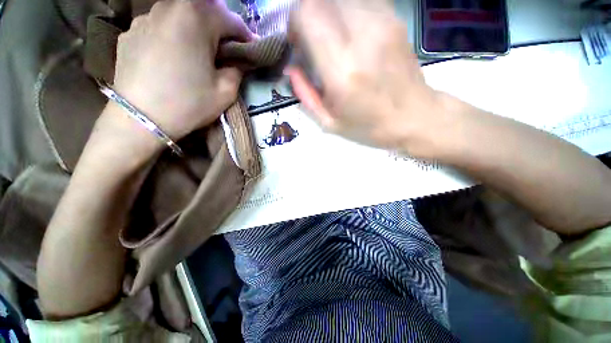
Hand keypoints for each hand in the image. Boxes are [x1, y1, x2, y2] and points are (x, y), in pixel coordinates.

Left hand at [109, 0, 253, 141]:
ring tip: (198, 52)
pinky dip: (172, 37)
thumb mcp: (226, 91)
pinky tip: (173, 57)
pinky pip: (160, 27)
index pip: (232, 20)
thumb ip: (237, 70)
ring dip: (196, 30)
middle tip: (226, 50)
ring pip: (181, 16)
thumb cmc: (189, 103)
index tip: (252, 51)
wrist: (140, 119)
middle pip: (205, 11)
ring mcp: (145, 17)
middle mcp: (169, 6)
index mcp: (196, 17)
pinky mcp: (130, 32)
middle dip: (221, 29)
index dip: (246, 37)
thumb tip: (239, 61)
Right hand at [288, 0, 457, 157]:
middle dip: (308, 14)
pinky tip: (350, 33)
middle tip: (311, 39)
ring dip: (327, 13)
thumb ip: (305, 94)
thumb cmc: (368, 125)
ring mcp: (381, 22)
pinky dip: (346, 11)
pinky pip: (359, 0)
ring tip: (331, 38)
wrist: (412, 116)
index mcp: (342, 71)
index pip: (307, 14)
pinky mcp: (394, 18)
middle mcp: (361, 37)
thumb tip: (291, 67)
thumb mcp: (329, 122)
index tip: (298, 42)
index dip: (295, 22)